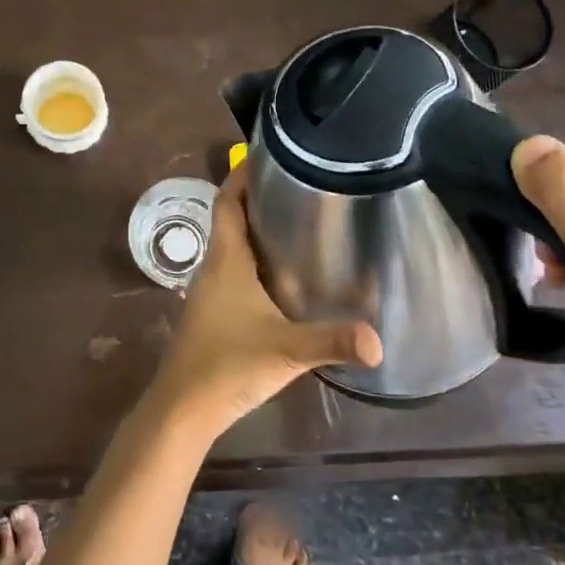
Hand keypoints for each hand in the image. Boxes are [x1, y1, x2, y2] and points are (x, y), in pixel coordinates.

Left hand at [147, 169, 381, 436]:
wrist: (184, 408)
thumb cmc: (228, 365)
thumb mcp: (287, 350)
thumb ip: (333, 341)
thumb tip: (380, 340)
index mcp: (226, 260)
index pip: (227, 201)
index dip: (241, 175)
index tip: (269, 155)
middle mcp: (214, 267)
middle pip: (231, 219)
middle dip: (258, 198)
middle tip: (299, 186)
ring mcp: (209, 291)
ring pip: (232, 247)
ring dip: (256, 230)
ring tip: (298, 223)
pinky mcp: (212, 313)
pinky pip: (233, 271)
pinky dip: (254, 261)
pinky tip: (282, 276)